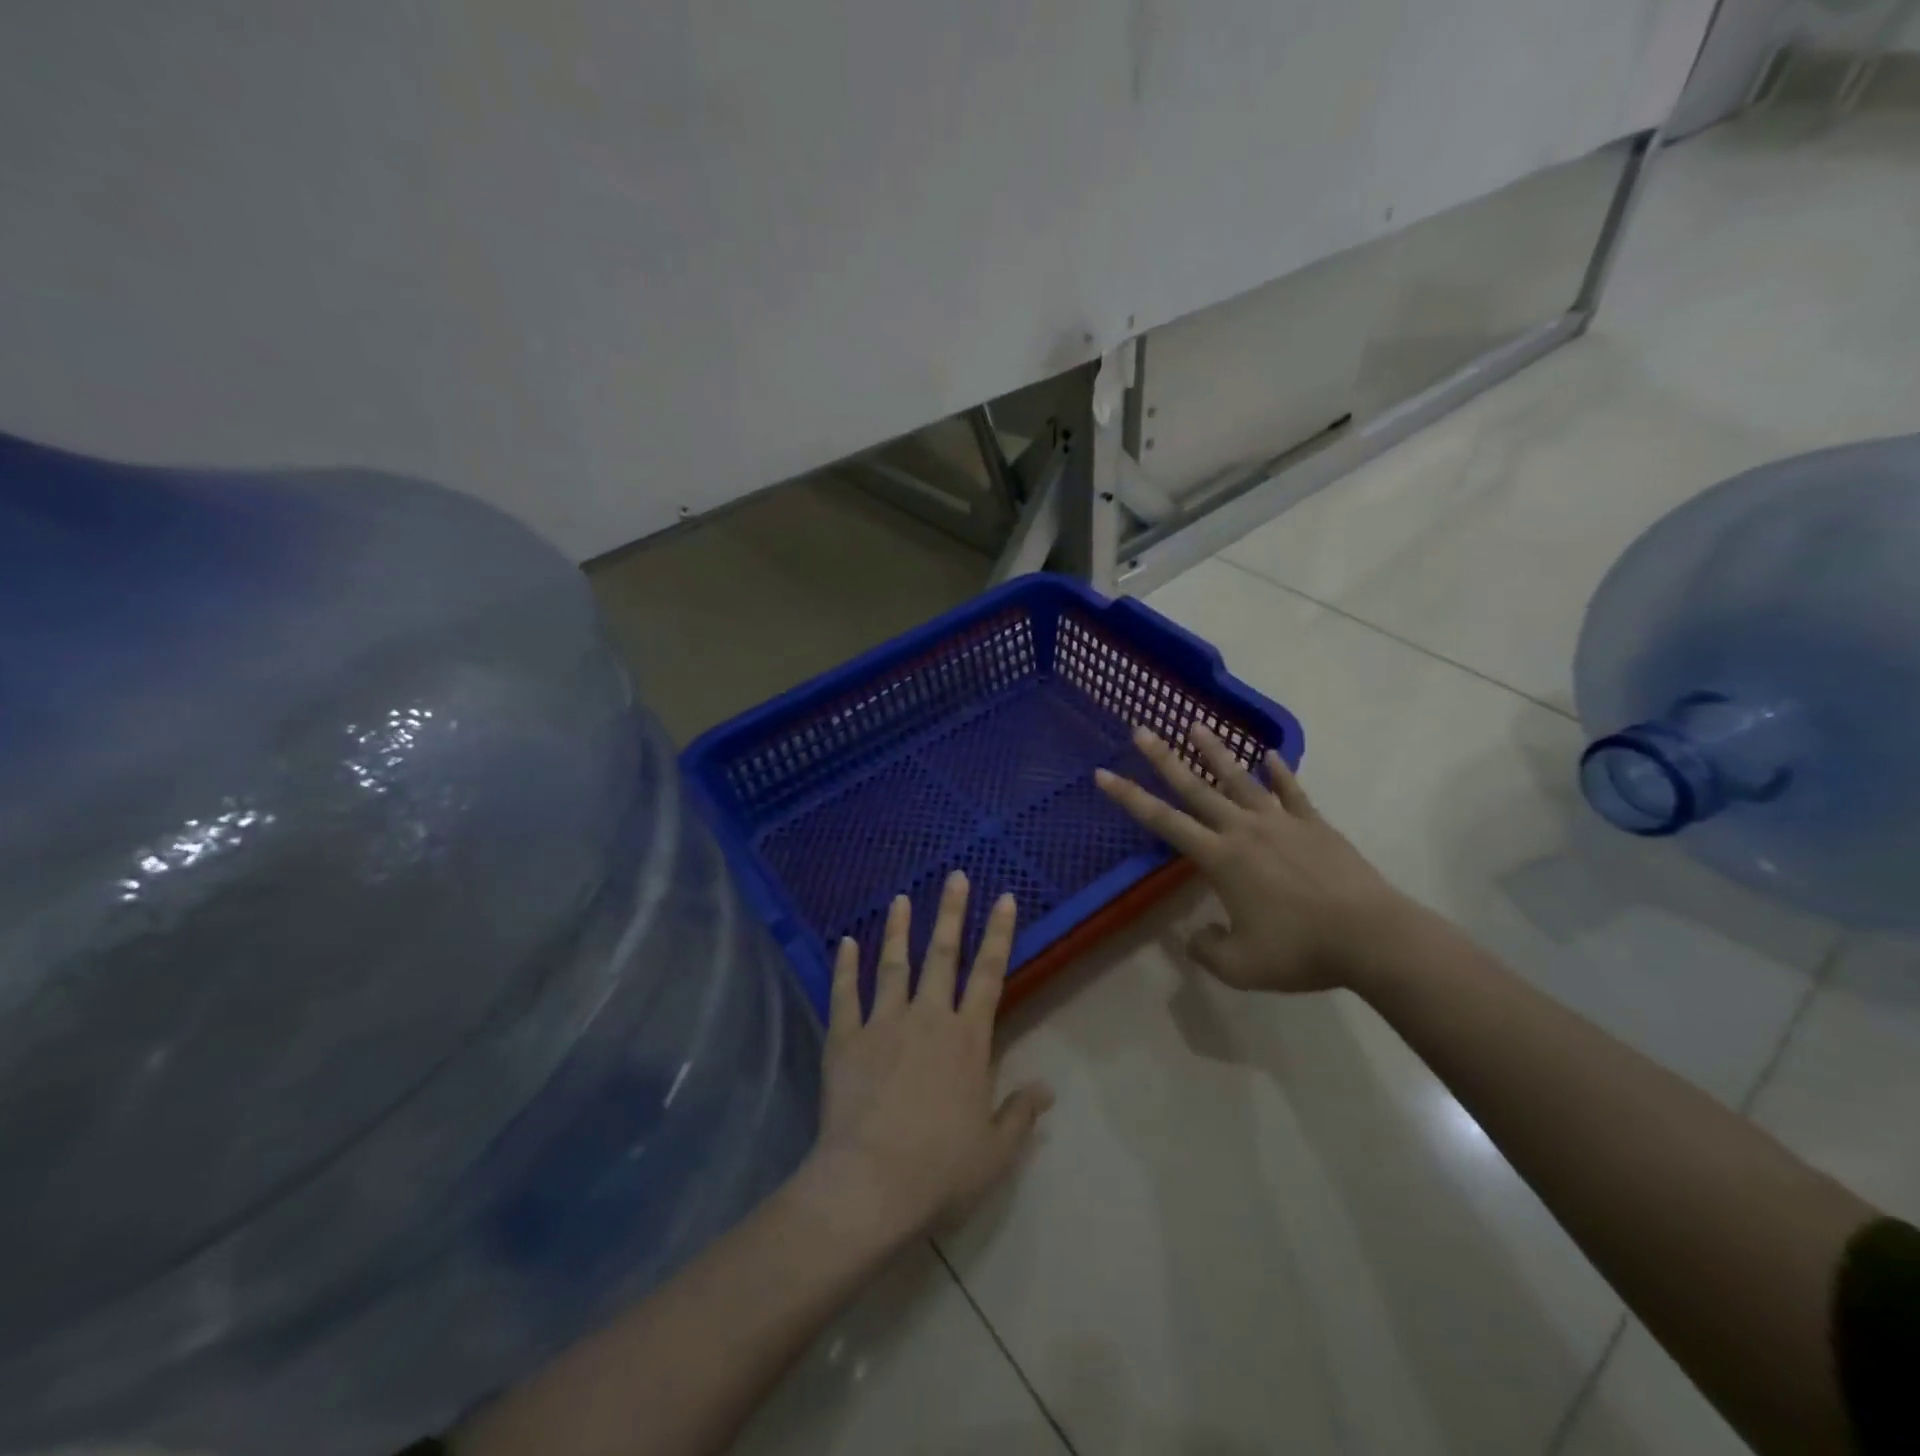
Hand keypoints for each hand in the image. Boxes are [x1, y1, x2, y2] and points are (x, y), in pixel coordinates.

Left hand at [797, 873, 1052, 1250]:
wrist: (871, 1184)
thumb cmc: (941, 1169)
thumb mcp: (995, 1150)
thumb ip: (1020, 1113)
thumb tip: (1046, 1088)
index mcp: (967, 1039)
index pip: (989, 974)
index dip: (998, 934)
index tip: (1004, 898)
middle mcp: (928, 1018)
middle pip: (943, 955)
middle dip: (951, 913)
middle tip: (955, 876)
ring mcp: (883, 1024)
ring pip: (893, 965)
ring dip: (899, 930)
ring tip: (901, 898)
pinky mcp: (846, 1039)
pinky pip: (845, 994)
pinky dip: (845, 967)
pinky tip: (845, 942)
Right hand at [1095, 724, 1418, 992]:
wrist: (1370, 937)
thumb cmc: (1300, 951)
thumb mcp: (1240, 966)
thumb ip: (1206, 948)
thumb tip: (1194, 935)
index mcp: (1220, 859)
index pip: (1163, 822)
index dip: (1130, 798)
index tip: (1103, 774)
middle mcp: (1244, 830)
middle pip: (1196, 788)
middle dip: (1164, 759)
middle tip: (1141, 730)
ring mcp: (1281, 822)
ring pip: (1240, 779)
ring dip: (1216, 752)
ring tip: (1196, 725)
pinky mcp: (1314, 825)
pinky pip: (1292, 791)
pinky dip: (1280, 772)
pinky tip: (1270, 756)